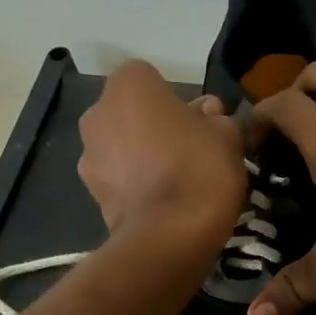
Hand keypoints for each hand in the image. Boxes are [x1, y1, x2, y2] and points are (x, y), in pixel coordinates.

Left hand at [79, 60, 245, 250]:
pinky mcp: (91, 194)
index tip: (198, 123)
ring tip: (174, 183)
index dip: (176, 100)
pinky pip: (118, 179)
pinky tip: (161, 204)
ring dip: (140, 157)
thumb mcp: (227, 135)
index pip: (151, 78)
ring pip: (120, 147)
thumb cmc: (199, 170)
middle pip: (130, 112)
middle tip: (187, 152)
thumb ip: (216, 117)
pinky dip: (134, 186)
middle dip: (153, 127)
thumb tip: (207, 114)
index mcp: (128, 85)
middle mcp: (97, 112)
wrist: (169, 236)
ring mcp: (88, 155)